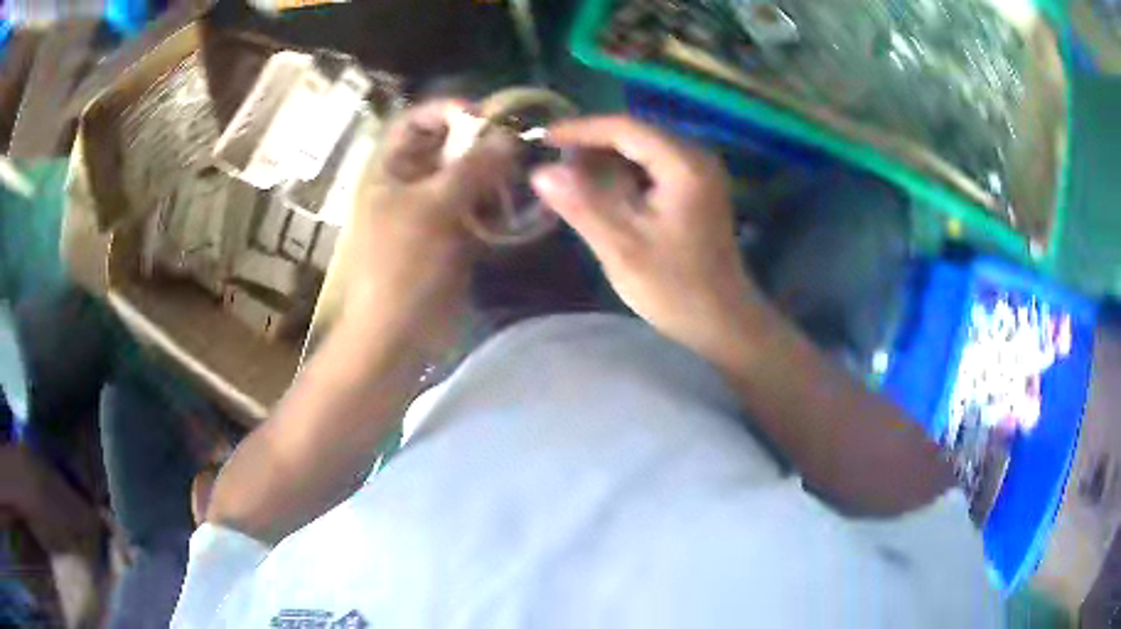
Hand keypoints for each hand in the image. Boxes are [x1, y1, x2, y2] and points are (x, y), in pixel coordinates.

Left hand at [343, 100, 514, 350]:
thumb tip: (509, 137)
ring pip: (467, 175)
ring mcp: (432, 208)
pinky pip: (477, 205)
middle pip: (447, 145)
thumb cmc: (402, 265)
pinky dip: (495, 202)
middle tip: (515, 143)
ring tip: (518, 176)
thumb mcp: (433, 208)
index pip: (416, 120)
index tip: (485, 115)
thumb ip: (472, 168)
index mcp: (390, 169)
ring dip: (492, 172)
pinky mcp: (452, 233)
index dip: (447, 110)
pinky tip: (513, 206)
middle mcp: (410, 181)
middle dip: (480, 141)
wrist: (397, 333)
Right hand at [531, 116, 758, 352]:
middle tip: (553, 162)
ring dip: (606, 158)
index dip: (580, 129)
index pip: (625, 127)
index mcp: (684, 165)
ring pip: (642, 148)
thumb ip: (581, 205)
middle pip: (635, 133)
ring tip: (569, 176)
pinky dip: (623, 172)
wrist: (723, 321)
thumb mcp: (622, 248)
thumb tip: (540, 172)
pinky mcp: (697, 188)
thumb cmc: (676, 289)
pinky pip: (652, 165)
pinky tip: (601, 190)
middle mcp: (696, 157)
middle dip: (592, 144)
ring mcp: (700, 172)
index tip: (542, 140)